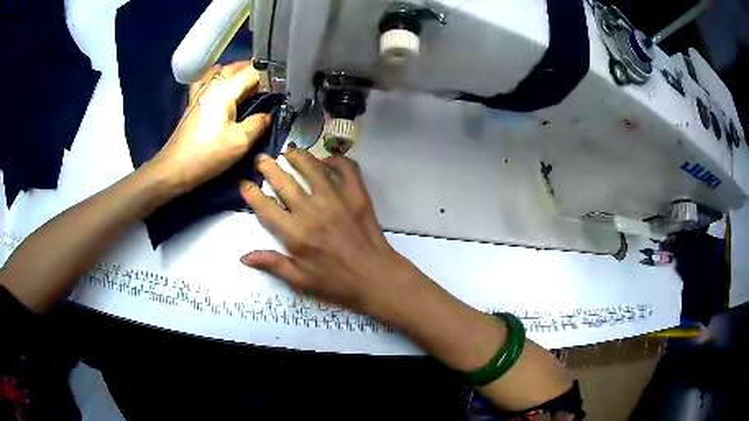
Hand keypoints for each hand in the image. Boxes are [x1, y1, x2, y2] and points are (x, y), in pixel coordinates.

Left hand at [149, 61, 270, 194]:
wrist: (175, 168)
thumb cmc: (208, 154)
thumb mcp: (240, 142)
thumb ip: (258, 124)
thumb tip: (266, 115)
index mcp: (225, 90)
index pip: (253, 71)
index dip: (270, 77)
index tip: (280, 88)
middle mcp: (212, 84)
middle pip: (237, 67)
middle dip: (255, 72)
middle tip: (268, 87)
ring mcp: (200, 91)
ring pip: (222, 70)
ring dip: (237, 73)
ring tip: (248, 84)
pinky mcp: (193, 101)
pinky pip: (207, 79)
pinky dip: (217, 77)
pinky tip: (220, 85)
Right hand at [239, 150, 424, 317]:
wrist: (376, 277)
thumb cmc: (337, 282)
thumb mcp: (301, 280)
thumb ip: (272, 264)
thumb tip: (243, 258)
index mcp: (295, 233)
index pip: (265, 207)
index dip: (251, 193)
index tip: (244, 183)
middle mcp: (312, 210)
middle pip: (284, 181)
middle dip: (268, 167)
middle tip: (262, 159)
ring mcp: (336, 199)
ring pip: (312, 168)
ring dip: (298, 156)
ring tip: (289, 152)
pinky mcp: (357, 194)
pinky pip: (346, 168)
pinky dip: (336, 160)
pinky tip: (327, 161)